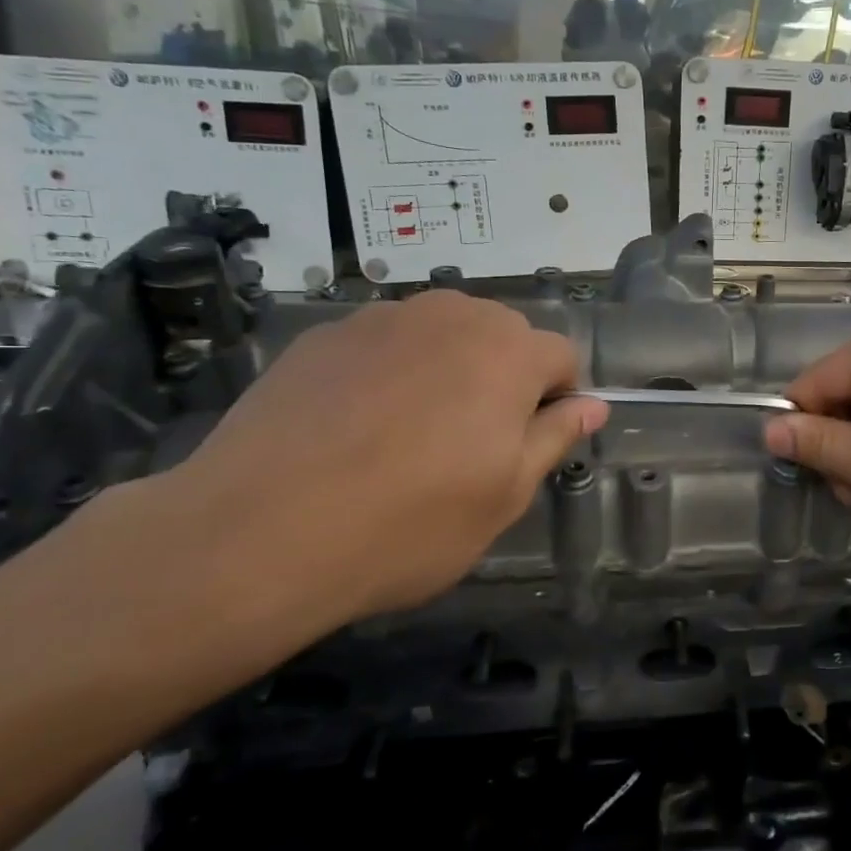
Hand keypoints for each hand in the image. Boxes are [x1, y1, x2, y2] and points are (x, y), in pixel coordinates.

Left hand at [132, 292, 605, 637]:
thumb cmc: (408, 524)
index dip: (557, 399)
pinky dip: (392, 371)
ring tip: (414, 431)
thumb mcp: (504, 496)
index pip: (561, 356)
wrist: (257, 534)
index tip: (530, 443)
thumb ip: (554, 438)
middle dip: (505, 377)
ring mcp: (381, 320)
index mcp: (507, 353)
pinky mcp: (324, 335)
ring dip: (450, 368)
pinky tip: (358, 426)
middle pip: (503, 334)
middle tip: (472, 442)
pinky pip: (385, 343)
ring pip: (443, 332)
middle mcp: (450, 317)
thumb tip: (593, 406)